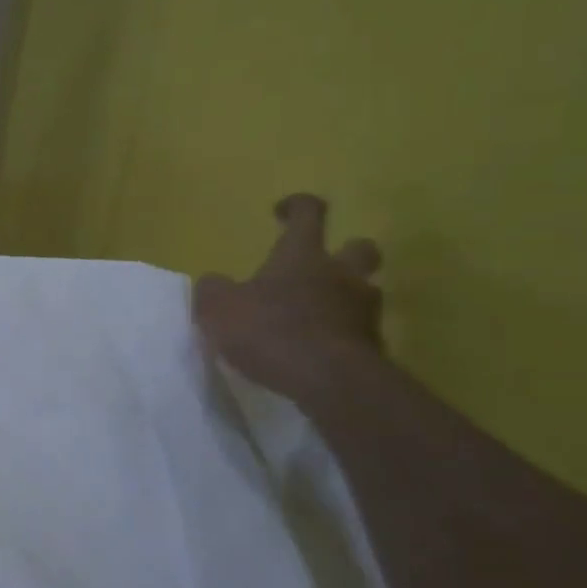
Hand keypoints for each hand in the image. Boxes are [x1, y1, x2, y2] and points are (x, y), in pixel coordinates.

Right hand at [191, 193, 383, 402]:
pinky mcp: (373, 348)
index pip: (308, 213)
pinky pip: (359, 332)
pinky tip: (319, 353)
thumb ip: (213, 290)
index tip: (282, 211)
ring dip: (344, 298)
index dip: (297, 206)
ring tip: (315, 318)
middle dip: (344, 251)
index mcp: (303, 255)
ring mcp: (363, 311)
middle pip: (359, 248)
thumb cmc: (271, 331)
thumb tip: (213, 283)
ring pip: (363, 292)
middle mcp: (340, 275)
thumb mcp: (219, 308)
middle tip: (320, 267)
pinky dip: (341, 336)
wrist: (331, 382)